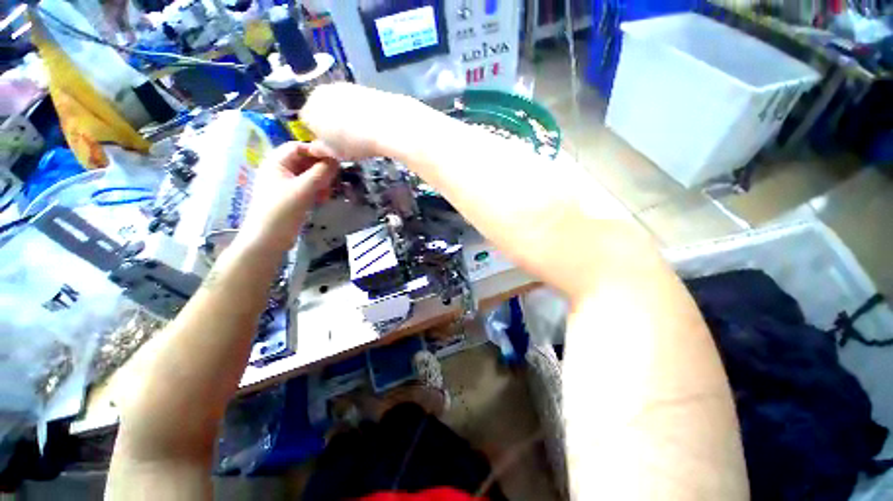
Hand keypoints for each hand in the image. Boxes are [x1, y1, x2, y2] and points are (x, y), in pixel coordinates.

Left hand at [237, 142, 337, 251]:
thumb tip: (337, 160)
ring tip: (329, 192)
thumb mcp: (304, 189)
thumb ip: (321, 172)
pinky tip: (323, 199)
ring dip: (322, 181)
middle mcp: (280, 170)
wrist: (268, 239)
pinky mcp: (292, 197)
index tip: (336, 160)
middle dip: (321, 169)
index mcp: (276, 163)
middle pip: (305, 161)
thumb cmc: (282, 210)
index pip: (298, 147)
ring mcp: (285, 184)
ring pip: (309, 175)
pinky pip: (308, 187)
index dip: (316, 151)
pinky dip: (318, 190)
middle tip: (335, 179)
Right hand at [300, 83, 426, 159]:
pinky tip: (369, 121)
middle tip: (346, 138)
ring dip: (343, 115)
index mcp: (309, 111)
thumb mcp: (336, 153)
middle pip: (320, 109)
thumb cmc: (355, 143)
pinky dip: (357, 109)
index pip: (305, 122)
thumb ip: (321, 150)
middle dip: (329, 122)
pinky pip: (352, 100)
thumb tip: (314, 148)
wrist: (386, 123)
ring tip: (359, 130)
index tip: (331, 144)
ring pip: (337, 103)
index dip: (317, 134)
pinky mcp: (358, 86)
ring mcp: (340, 87)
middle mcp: (320, 93)